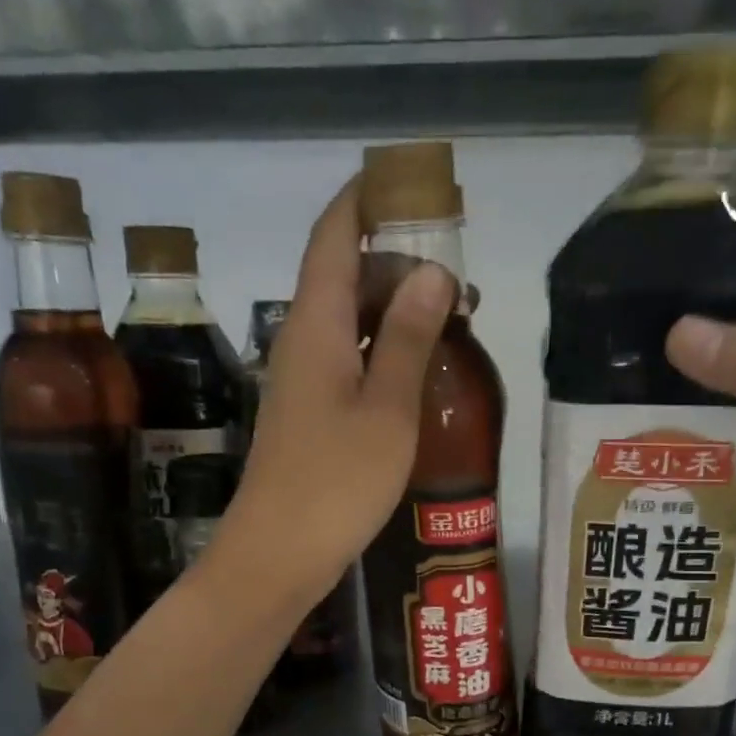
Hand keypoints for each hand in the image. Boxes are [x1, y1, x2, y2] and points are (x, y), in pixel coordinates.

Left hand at [218, 176, 456, 602]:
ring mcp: (302, 380)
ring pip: (348, 320)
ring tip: (452, 314)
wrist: (279, 554)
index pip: (333, 236)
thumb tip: (431, 271)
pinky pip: (348, 359)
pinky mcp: (309, 414)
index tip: (407, 182)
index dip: (365, 200)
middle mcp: (301, 341)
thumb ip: (408, 337)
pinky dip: (383, 349)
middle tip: (456, 270)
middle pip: (343, 275)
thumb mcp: (387, 408)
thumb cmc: (336, 480)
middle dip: (395, 258)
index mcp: (315, 324)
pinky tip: (418, 366)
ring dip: (394, 308)